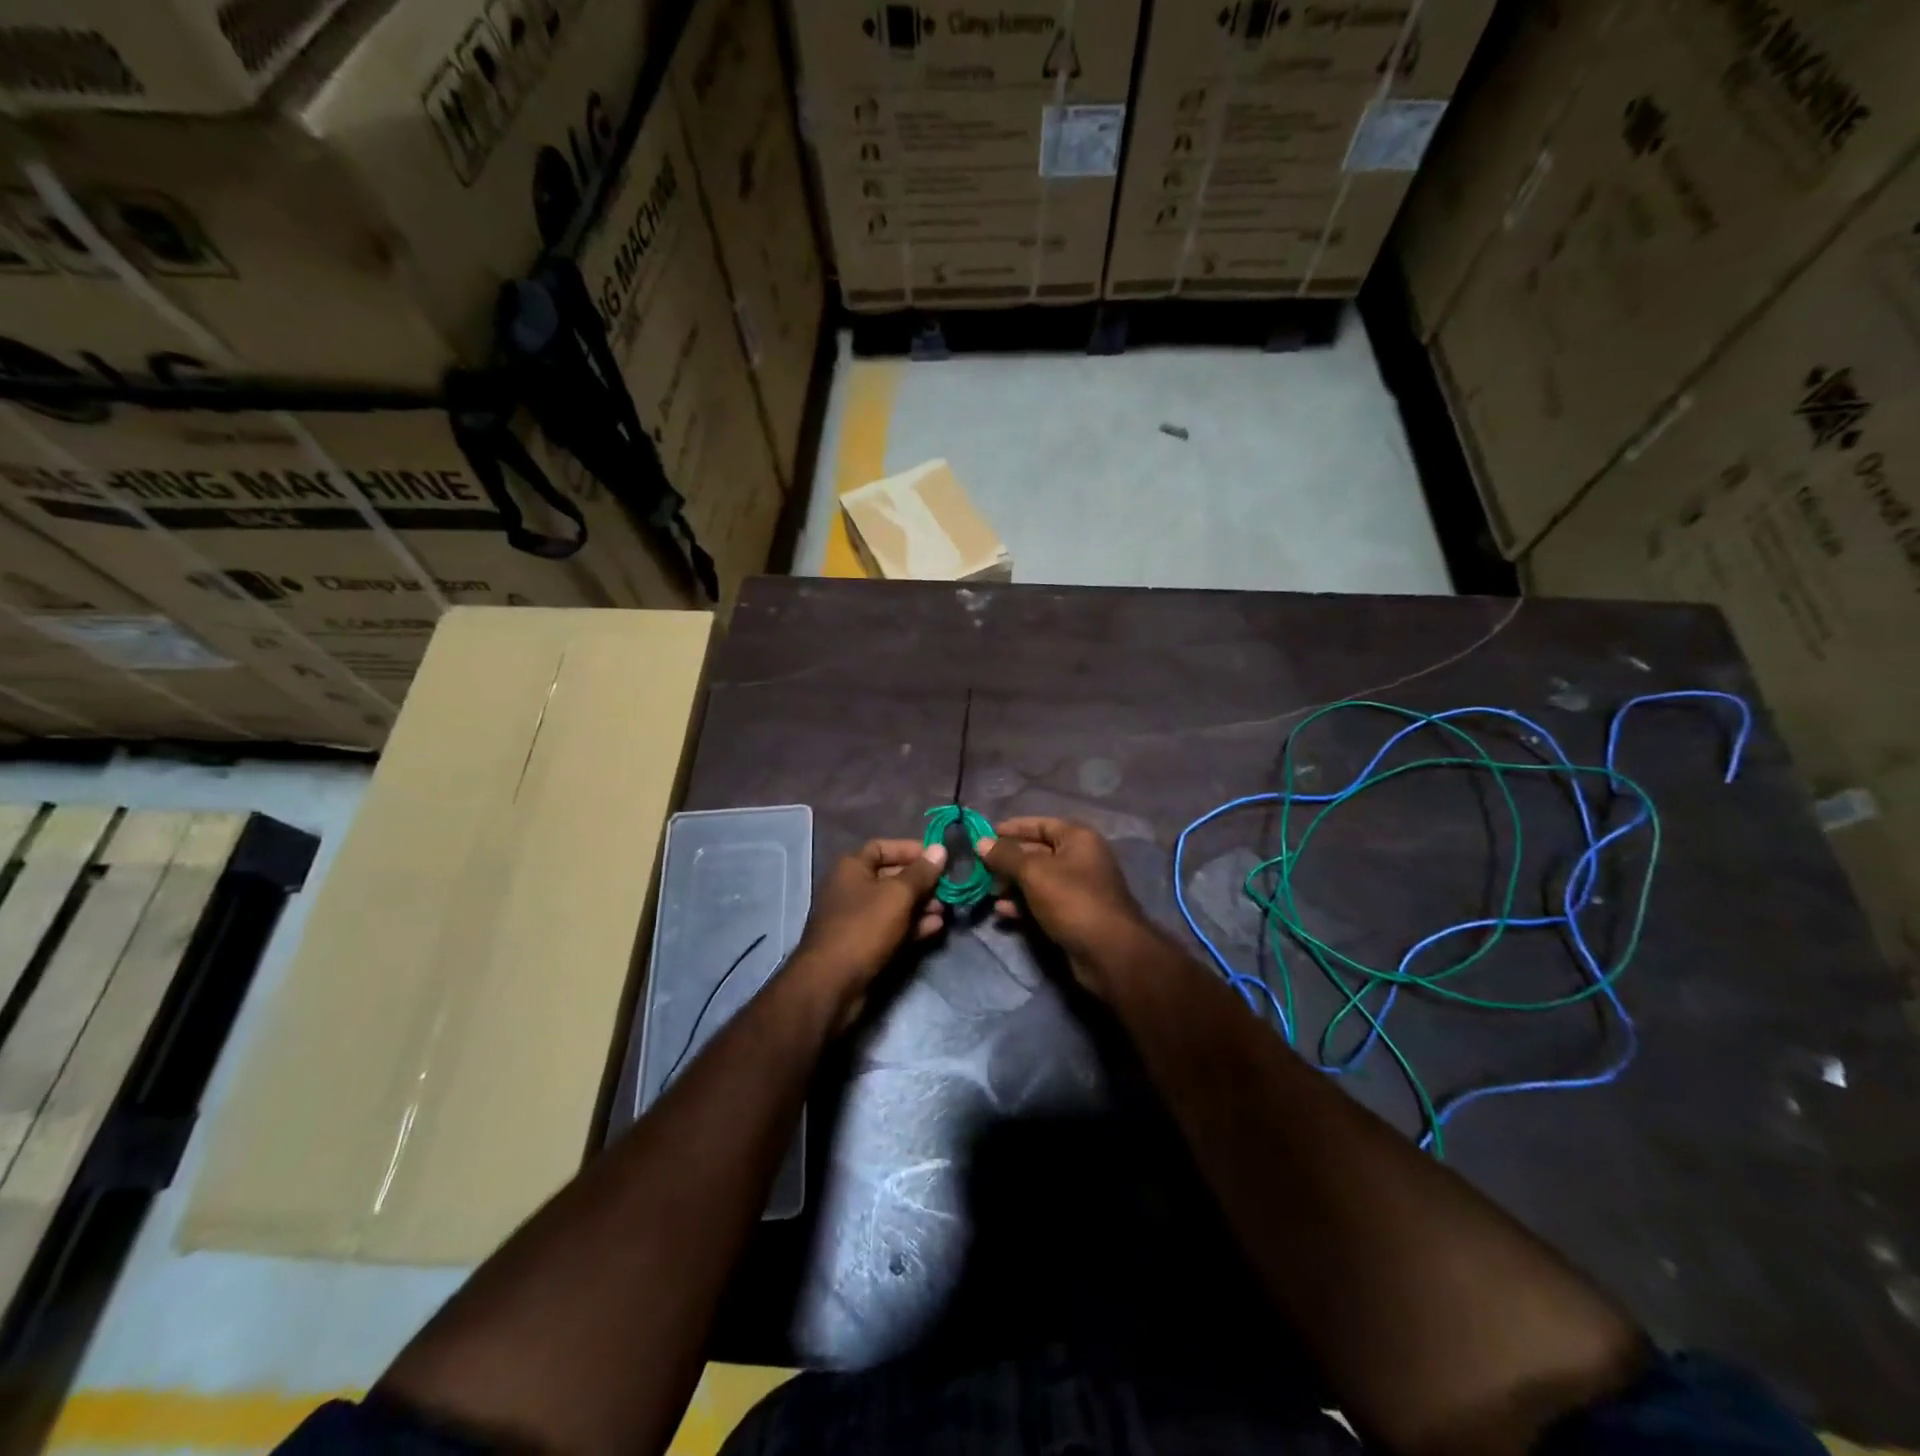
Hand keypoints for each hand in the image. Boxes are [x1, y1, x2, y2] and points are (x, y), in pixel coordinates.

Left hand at [791, 839, 947, 1026]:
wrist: (832, 983)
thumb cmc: (864, 927)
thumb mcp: (898, 895)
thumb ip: (921, 872)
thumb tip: (940, 849)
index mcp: (852, 867)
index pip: (882, 847)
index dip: (910, 849)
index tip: (938, 856)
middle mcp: (852, 888)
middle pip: (891, 876)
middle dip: (921, 882)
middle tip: (948, 888)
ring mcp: (857, 918)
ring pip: (894, 904)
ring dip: (921, 905)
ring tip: (945, 910)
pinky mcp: (864, 944)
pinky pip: (892, 927)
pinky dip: (913, 925)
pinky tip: (936, 928)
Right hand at [978, 818, 1156, 996]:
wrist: (1109, 953)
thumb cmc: (1072, 900)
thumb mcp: (1034, 873)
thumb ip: (1006, 856)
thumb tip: (981, 842)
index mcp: (1078, 839)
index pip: (1041, 824)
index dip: (1013, 828)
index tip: (986, 835)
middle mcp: (1081, 859)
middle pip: (1038, 852)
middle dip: (1009, 860)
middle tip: (982, 868)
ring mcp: (1079, 889)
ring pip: (1038, 880)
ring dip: (1013, 885)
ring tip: (989, 892)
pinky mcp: (1074, 915)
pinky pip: (1043, 902)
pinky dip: (1023, 904)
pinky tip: (1001, 912)